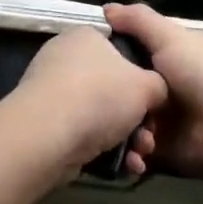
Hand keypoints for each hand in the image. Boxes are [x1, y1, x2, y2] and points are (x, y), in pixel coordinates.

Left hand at [4, 26, 168, 180]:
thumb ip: (158, 85)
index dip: (142, 78)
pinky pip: (82, 132)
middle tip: (149, 140)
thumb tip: (154, 91)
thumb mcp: (146, 85)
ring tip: (137, 160)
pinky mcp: (44, 122)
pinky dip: (102, 149)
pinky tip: (121, 168)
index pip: (121, 50)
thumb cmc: (100, 96)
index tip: (154, 105)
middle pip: (112, 87)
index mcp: (87, 35)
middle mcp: (66, 57)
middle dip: (137, 119)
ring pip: (99, 114)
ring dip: (125, 139)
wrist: (47, 134)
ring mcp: (52, 90)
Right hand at [103, 3, 202, 190]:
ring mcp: (161, 120)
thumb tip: (106, 8)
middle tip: (87, 96)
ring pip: (124, 118)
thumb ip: (139, 21)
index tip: (82, 53)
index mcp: (168, 53)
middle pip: (123, 85)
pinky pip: (134, 151)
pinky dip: (127, 152)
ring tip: (111, 128)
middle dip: (107, 93)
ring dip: (118, 125)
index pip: (129, 48)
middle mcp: (162, 84)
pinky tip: (124, 151)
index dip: (108, 50)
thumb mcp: (172, 38)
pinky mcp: (161, 152)